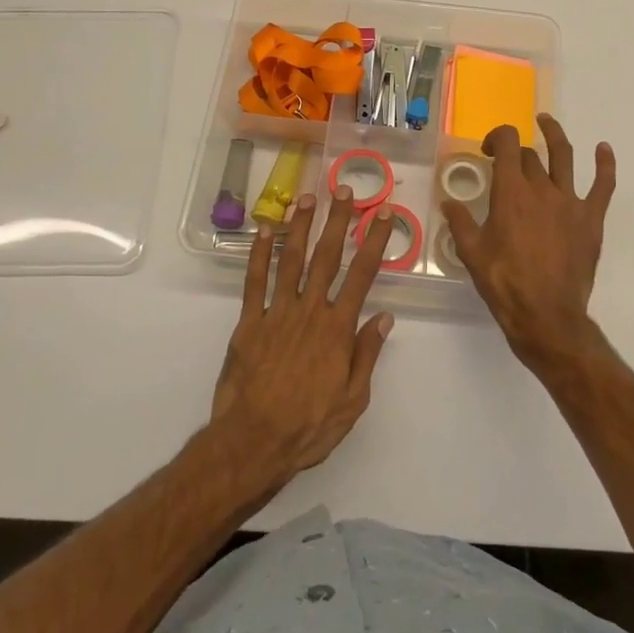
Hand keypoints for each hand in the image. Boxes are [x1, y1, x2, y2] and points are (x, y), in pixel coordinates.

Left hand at [210, 186, 394, 490]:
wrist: (253, 443)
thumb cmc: (309, 426)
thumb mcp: (353, 400)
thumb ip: (367, 354)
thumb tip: (384, 317)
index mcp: (338, 329)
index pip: (362, 275)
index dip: (375, 241)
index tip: (383, 214)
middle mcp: (309, 311)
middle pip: (327, 257)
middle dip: (338, 221)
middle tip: (345, 189)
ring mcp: (277, 313)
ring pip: (291, 260)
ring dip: (300, 227)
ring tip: (307, 197)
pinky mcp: (249, 323)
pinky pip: (254, 282)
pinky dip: (259, 255)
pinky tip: (265, 230)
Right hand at [444, 115, 615, 369]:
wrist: (546, 314)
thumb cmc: (504, 283)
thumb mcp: (472, 253)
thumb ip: (460, 223)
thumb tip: (449, 202)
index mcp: (510, 192)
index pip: (505, 144)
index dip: (496, 137)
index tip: (487, 150)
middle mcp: (540, 188)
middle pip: (530, 155)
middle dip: (516, 151)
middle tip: (506, 163)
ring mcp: (569, 201)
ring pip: (564, 156)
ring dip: (555, 135)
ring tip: (547, 123)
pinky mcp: (590, 218)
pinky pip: (603, 185)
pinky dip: (605, 164)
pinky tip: (604, 149)